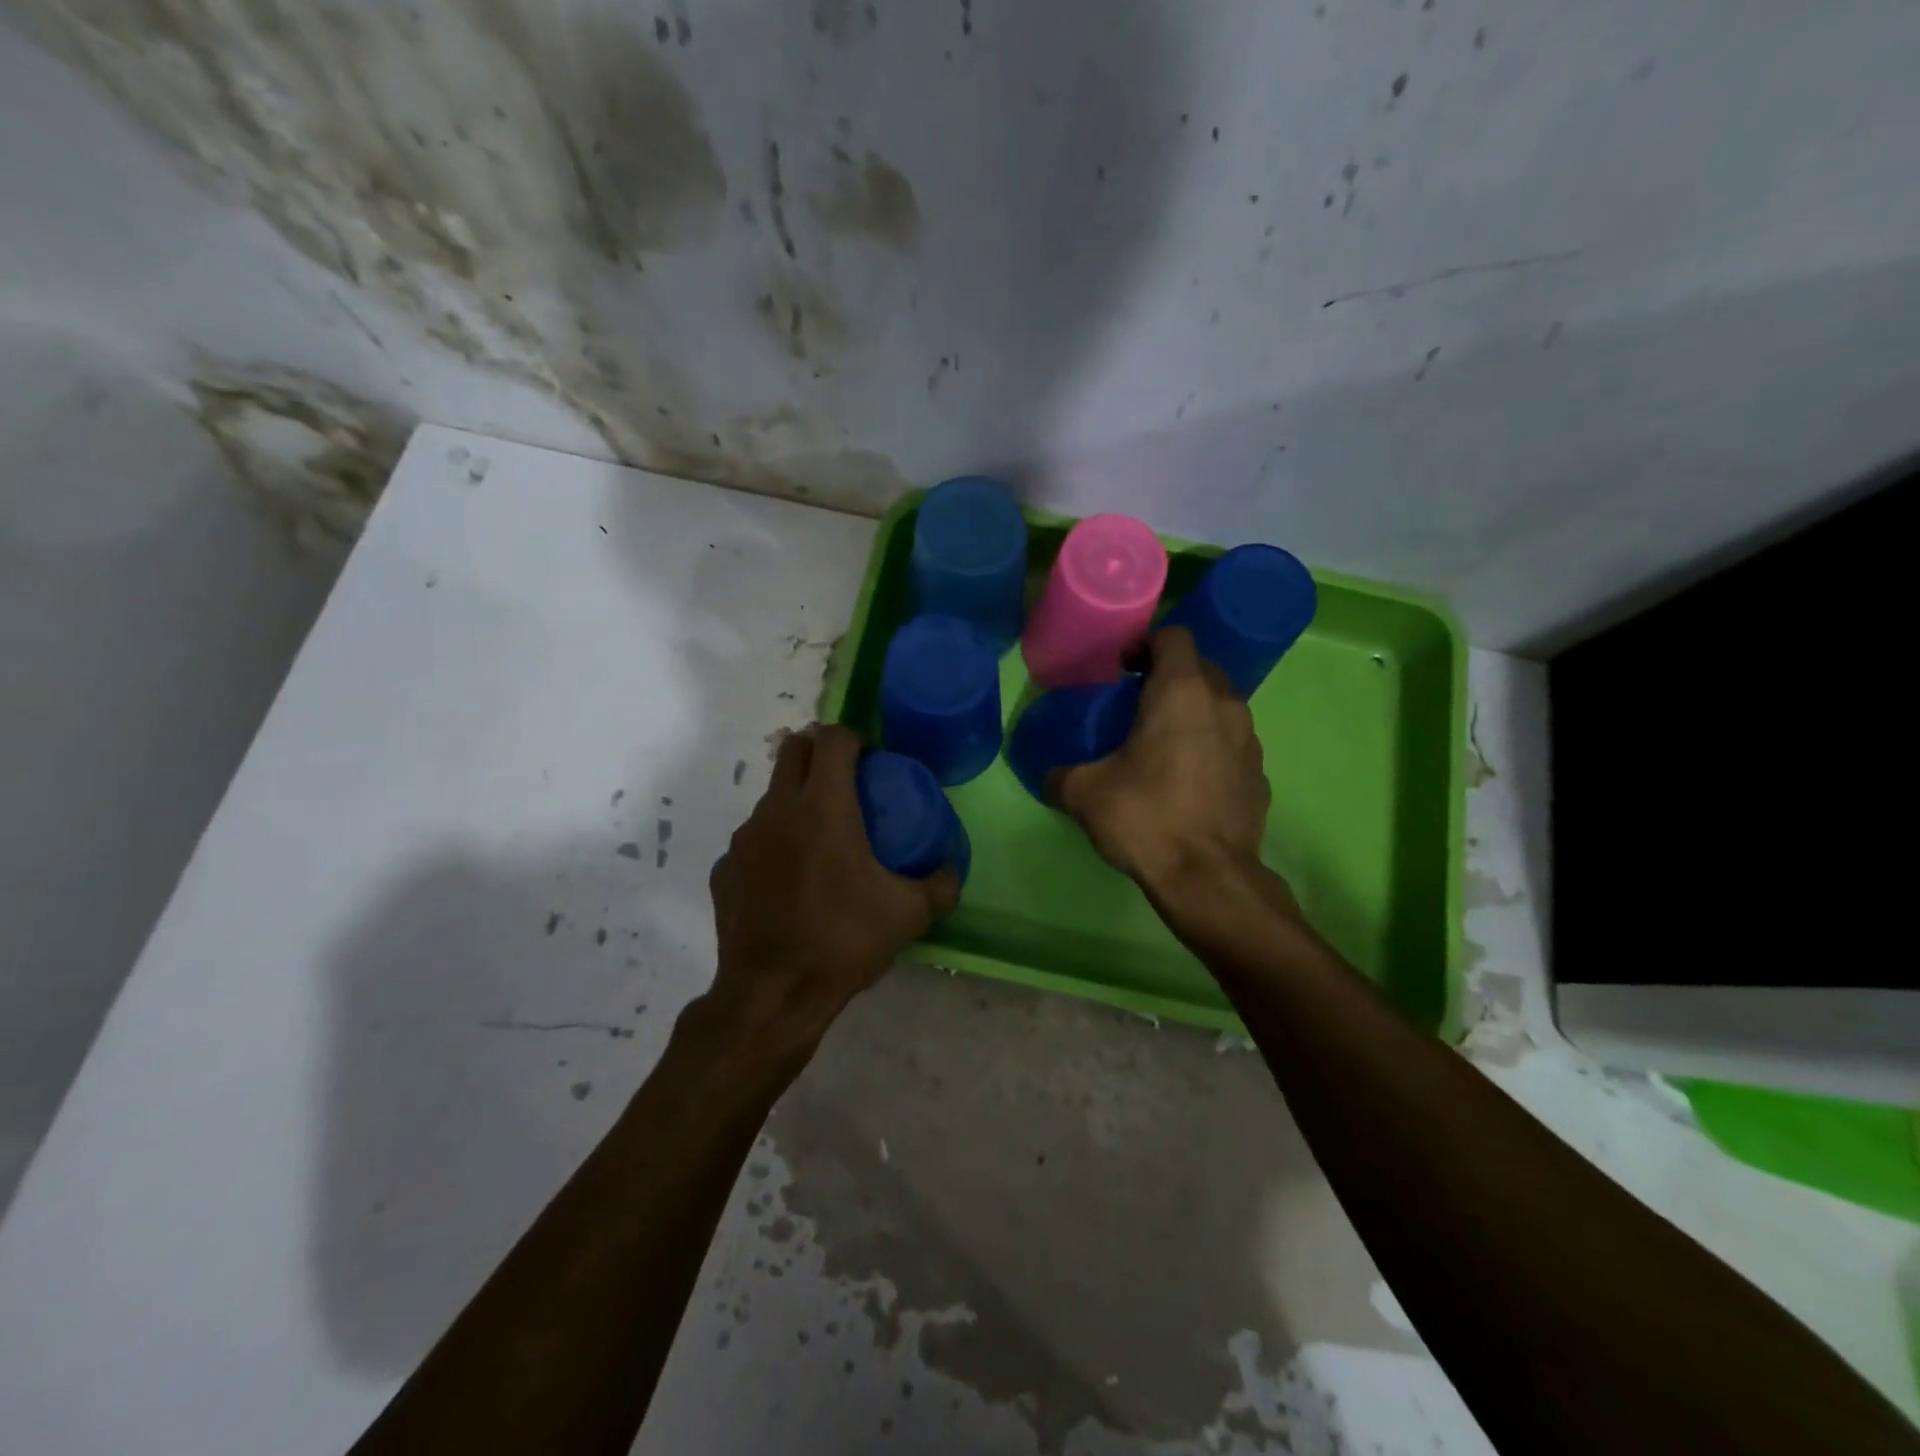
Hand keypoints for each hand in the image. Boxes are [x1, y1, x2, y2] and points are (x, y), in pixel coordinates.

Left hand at [705, 724, 958, 1056]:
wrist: (773, 994)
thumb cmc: (843, 942)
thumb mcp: (910, 915)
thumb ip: (942, 885)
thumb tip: (952, 868)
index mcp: (823, 807)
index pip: (833, 739)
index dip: (856, 738)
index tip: (873, 760)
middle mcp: (777, 810)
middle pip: (793, 749)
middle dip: (820, 751)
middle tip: (847, 781)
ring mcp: (744, 839)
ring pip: (772, 796)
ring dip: (797, 799)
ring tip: (821, 838)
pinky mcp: (724, 868)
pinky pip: (754, 840)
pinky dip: (774, 844)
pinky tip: (790, 880)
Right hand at [1055, 627, 1273, 891]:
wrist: (1208, 878)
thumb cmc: (1146, 817)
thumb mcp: (1084, 794)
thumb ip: (1060, 776)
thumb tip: (1049, 777)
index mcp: (1182, 693)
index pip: (1173, 636)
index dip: (1145, 644)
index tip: (1122, 671)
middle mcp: (1224, 705)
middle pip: (1200, 668)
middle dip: (1169, 677)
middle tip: (1136, 706)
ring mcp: (1249, 741)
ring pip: (1220, 707)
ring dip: (1193, 714)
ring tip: (1162, 745)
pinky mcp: (1260, 776)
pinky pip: (1232, 745)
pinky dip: (1211, 749)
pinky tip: (1188, 782)